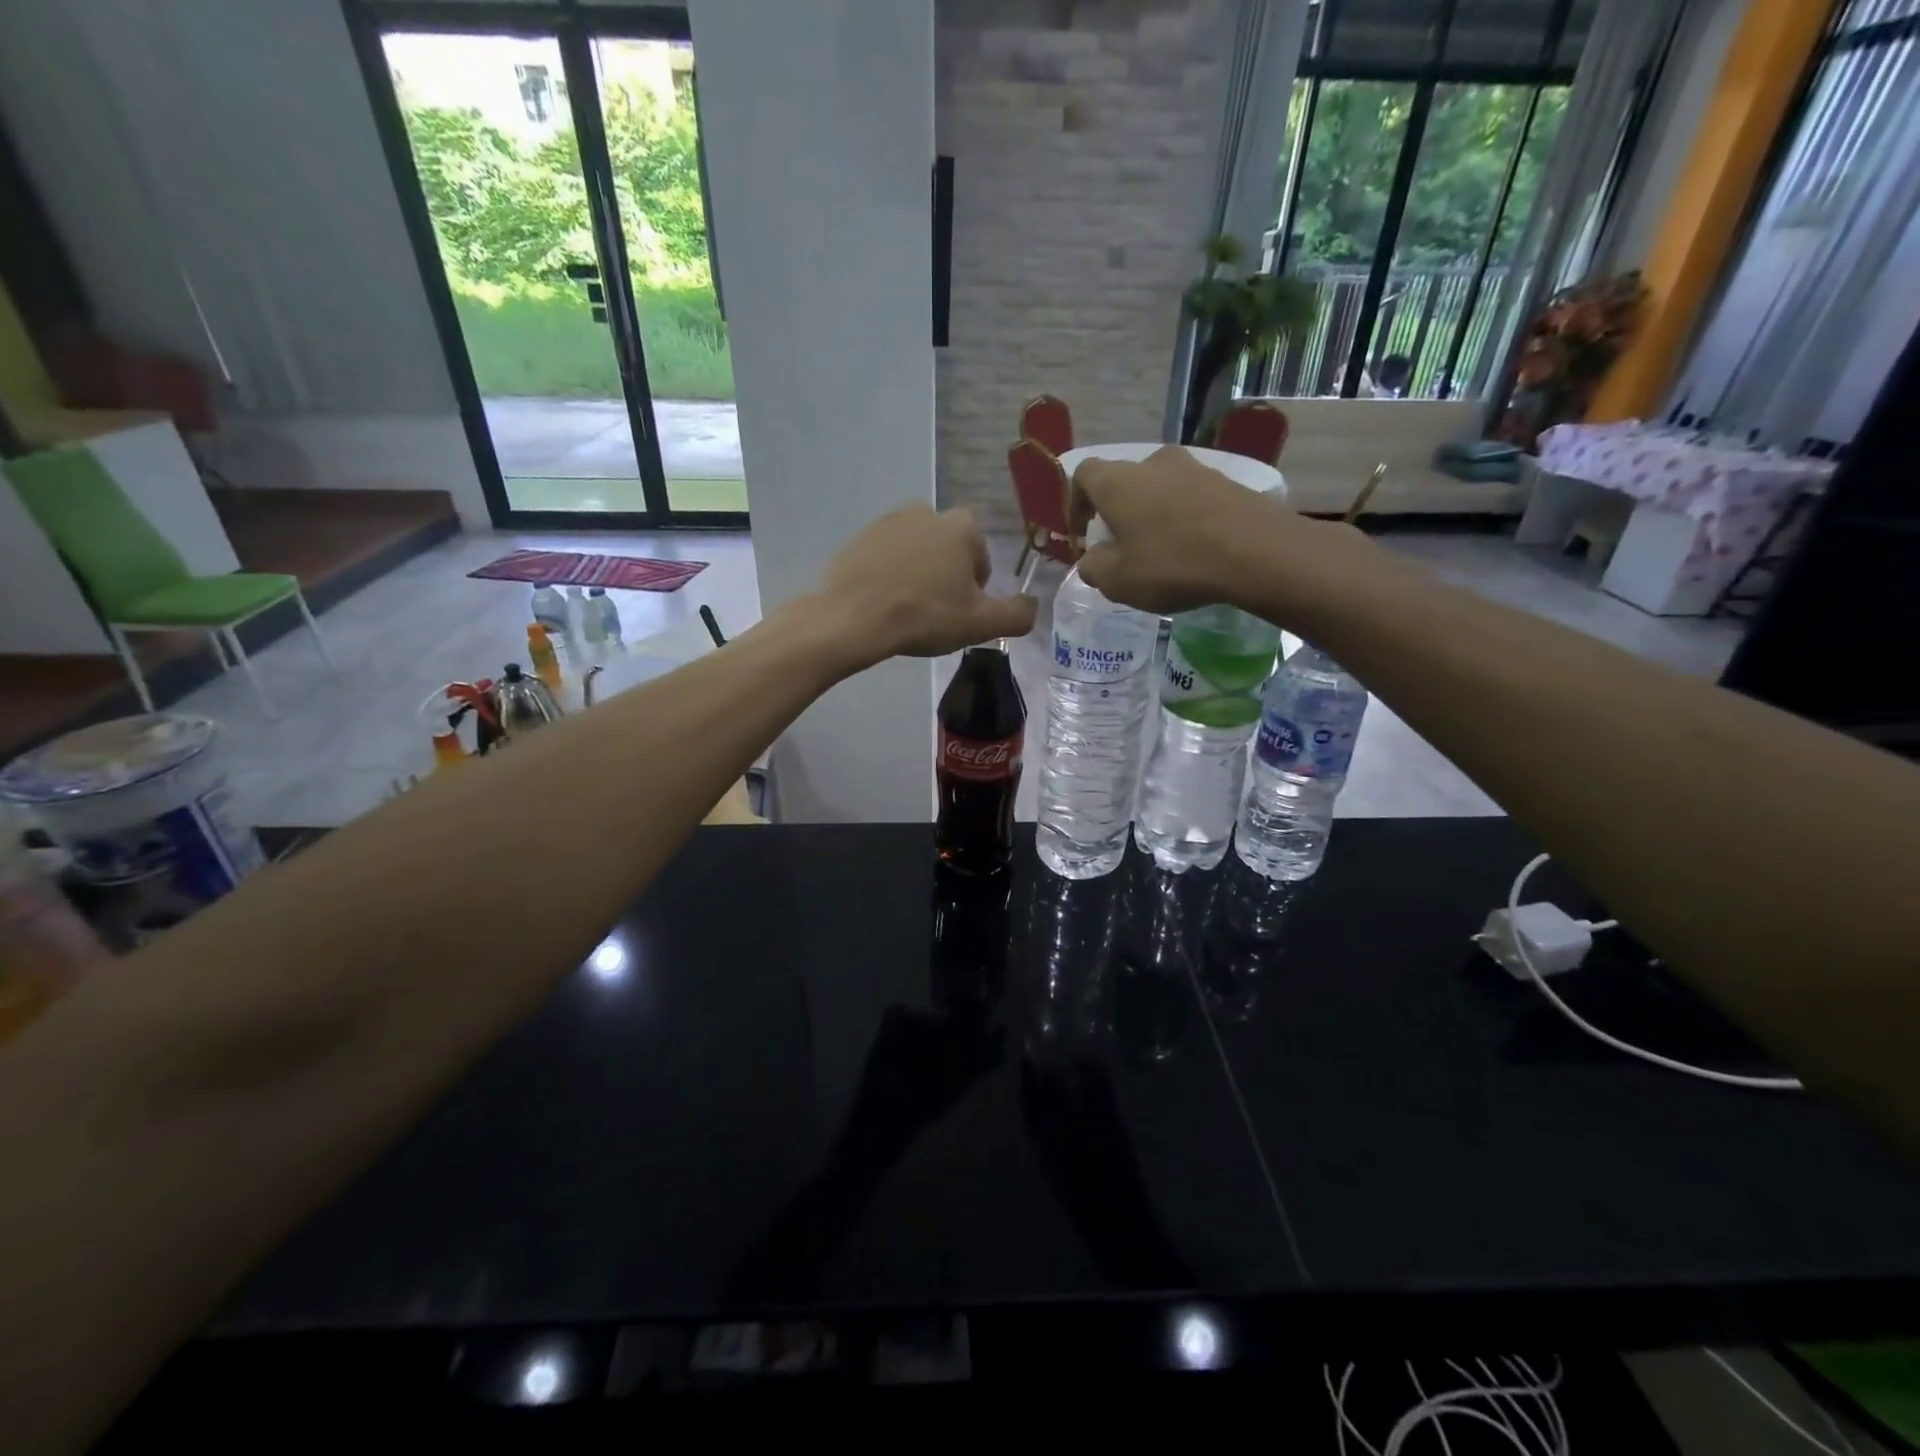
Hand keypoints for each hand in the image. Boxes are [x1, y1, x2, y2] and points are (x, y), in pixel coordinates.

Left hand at [815, 504, 1036, 662]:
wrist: (854, 618)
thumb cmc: (925, 616)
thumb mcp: (981, 624)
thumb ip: (1017, 614)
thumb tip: (1032, 606)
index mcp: (960, 526)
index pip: (980, 554)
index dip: (975, 586)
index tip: (961, 610)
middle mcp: (925, 511)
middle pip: (947, 550)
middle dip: (946, 576)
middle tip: (935, 612)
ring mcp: (887, 521)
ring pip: (916, 552)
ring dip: (917, 574)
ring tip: (908, 609)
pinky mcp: (858, 537)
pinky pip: (885, 557)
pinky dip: (888, 575)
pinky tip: (883, 603)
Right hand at [1069, 445, 1350, 614]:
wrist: (1255, 552)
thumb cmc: (1172, 564)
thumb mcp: (1117, 581)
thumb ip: (1093, 568)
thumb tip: (1091, 560)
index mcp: (1117, 482)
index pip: (1083, 474)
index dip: (1076, 503)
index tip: (1082, 533)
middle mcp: (1153, 463)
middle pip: (1123, 481)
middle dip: (1116, 511)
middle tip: (1120, 546)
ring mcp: (1194, 467)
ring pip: (1158, 488)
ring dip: (1151, 514)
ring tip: (1159, 550)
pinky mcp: (1226, 480)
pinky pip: (1190, 497)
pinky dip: (1182, 517)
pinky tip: (1192, 548)